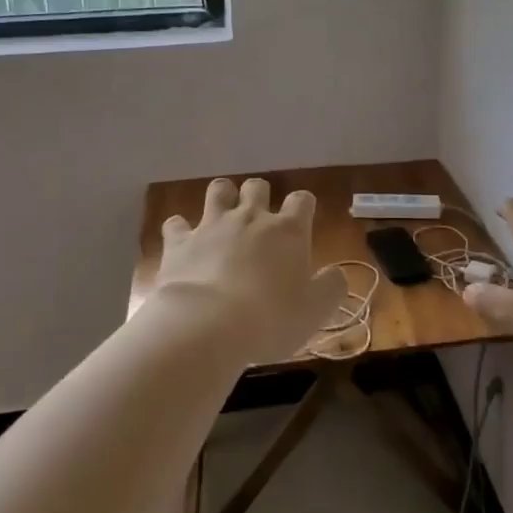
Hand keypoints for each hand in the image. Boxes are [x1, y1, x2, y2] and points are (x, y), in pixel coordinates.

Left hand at [155, 178, 347, 363]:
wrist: (206, 325)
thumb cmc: (271, 318)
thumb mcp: (316, 310)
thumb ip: (331, 287)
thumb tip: (336, 274)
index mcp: (288, 231)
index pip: (302, 200)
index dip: (303, 206)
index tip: (302, 221)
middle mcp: (251, 218)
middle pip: (257, 186)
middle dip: (259, 196)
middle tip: (259, 221)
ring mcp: (212, 225)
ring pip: (218, 190)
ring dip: (222, 198)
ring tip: (223, 217)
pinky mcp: (179, 242)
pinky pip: (176, 223)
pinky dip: (180, 230)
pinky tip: (183, 243)